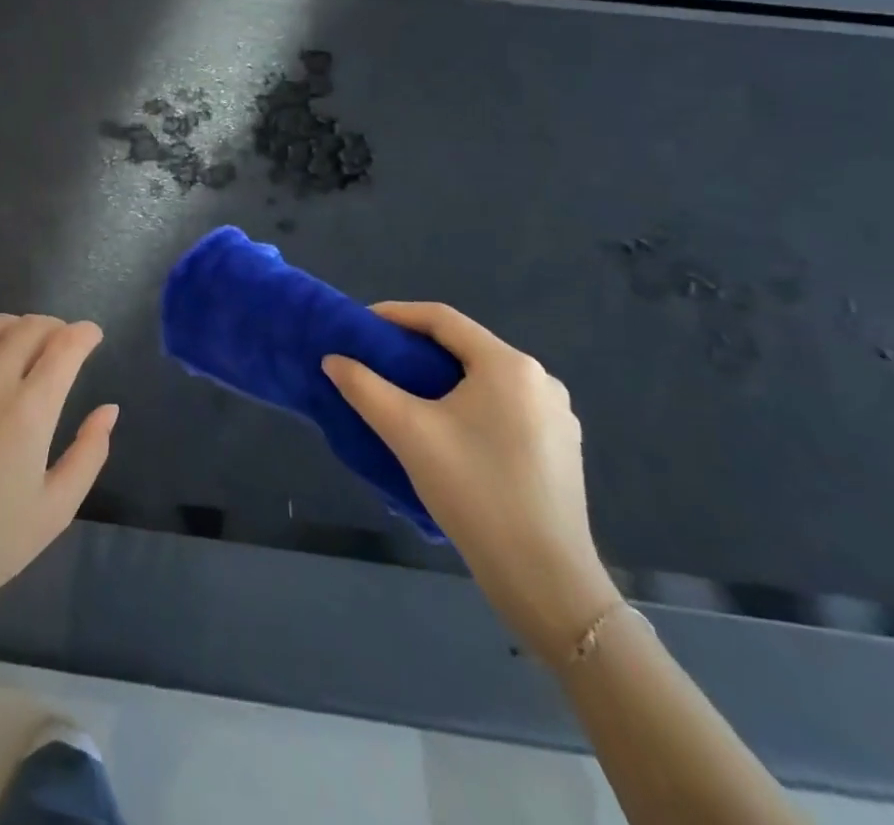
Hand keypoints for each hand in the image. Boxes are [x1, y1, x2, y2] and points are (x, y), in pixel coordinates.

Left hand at [0, 315, 117, 694]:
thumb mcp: (56, 509)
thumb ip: (89, 453)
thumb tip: (108, 409)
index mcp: (29, 411)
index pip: (64, 348)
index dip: (84, 334)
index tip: (92, 335)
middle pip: (27, 329)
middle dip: (53, 327)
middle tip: (61, 340)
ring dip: (13, 324)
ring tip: (21, 337)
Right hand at [323, 302, 619, 663]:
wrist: (545, 578)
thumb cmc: (474, 490)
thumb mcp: (406, 431)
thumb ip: (363, 387)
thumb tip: (333, 360)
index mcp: (508, 366)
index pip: (442, 319)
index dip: (396, 314)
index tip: (361, 324)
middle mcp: (540, 380)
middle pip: (465, 347)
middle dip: (417, 347)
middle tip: (378, 359)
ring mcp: (556, 415)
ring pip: (485, 378)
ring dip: (443, 377)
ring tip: (407, 392)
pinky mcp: (560, 447)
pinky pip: (505, 405)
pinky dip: (469, 402)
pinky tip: (447, 428)